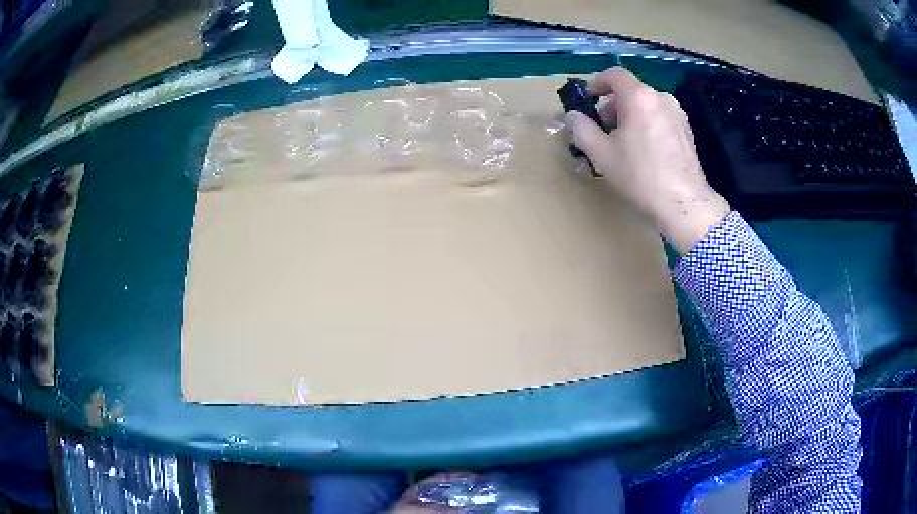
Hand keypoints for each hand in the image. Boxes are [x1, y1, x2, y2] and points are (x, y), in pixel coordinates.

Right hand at [565, 68, 729, 253]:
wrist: (684, 202)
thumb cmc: (641, 175)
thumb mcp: (602, 154)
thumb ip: (581, 129)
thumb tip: (572, 116)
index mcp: (639, 97)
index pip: (614, 75)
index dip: (597, 83)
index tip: (588, 99)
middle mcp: (660, 98)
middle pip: (630, 92)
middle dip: (612, 106)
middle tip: (602, 129)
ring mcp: (677, 114)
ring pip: (646, 105)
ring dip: (630, 116)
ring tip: (623, 143)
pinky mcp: (686, 130)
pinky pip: (660, 117)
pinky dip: (647, 125)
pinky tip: (644, 151)